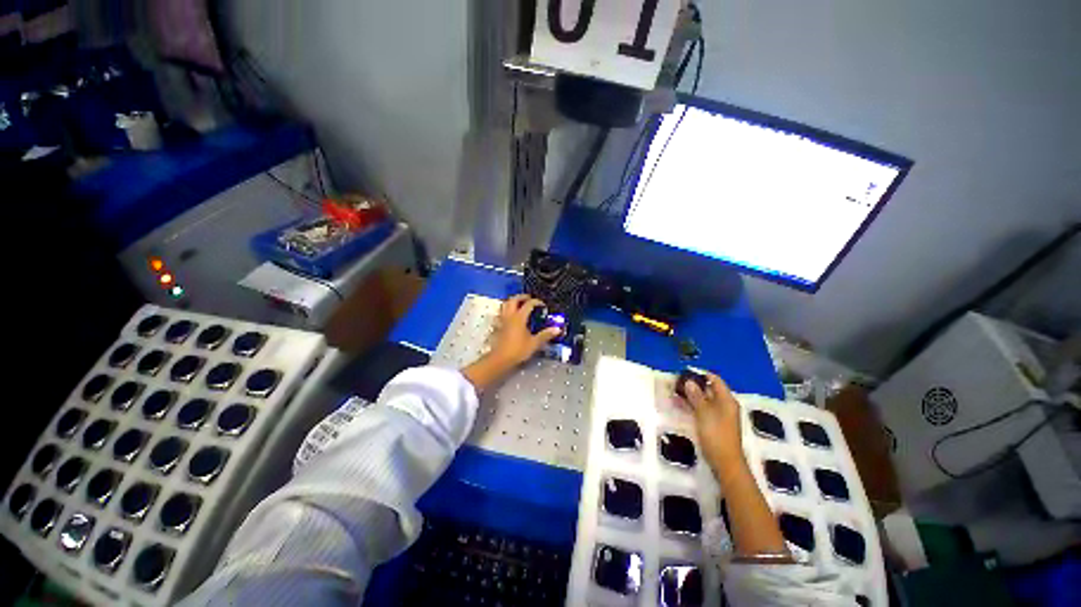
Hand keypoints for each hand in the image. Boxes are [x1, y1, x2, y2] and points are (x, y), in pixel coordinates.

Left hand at [462, 295, 560, 391]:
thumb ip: (545, 335)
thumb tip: (557, 329)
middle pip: (513, 300)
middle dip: (522, 297)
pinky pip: (500, 314)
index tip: (542, 305)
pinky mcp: (497, 326)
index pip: (528, 304)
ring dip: (512, 302)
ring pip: (504, 305)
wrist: (500, 359)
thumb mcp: (534, 343)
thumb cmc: (518, 350)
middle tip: (529, 298)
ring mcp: (502, 320)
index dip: (536, 302)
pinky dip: (506, 311)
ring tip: (518, 304)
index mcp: (519, 317)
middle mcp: (510, 316)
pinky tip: (509, 316)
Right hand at [681, 371, 746, 477]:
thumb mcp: (704, 413)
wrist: (725, 463)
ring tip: (674, 393)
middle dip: (693, 385)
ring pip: (704, 400)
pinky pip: (702, 409)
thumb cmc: (716, 435)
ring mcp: (719, 415)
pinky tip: (680, 405)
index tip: (684, 373)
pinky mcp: (714, 424)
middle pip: (709, 389)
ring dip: (690, 395)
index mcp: (726, 400)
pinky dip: (692, 405)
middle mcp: (724, 405)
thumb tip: (689, 381)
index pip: (715, 380)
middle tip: (676, 383)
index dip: (701, 374)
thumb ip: (696, 396)